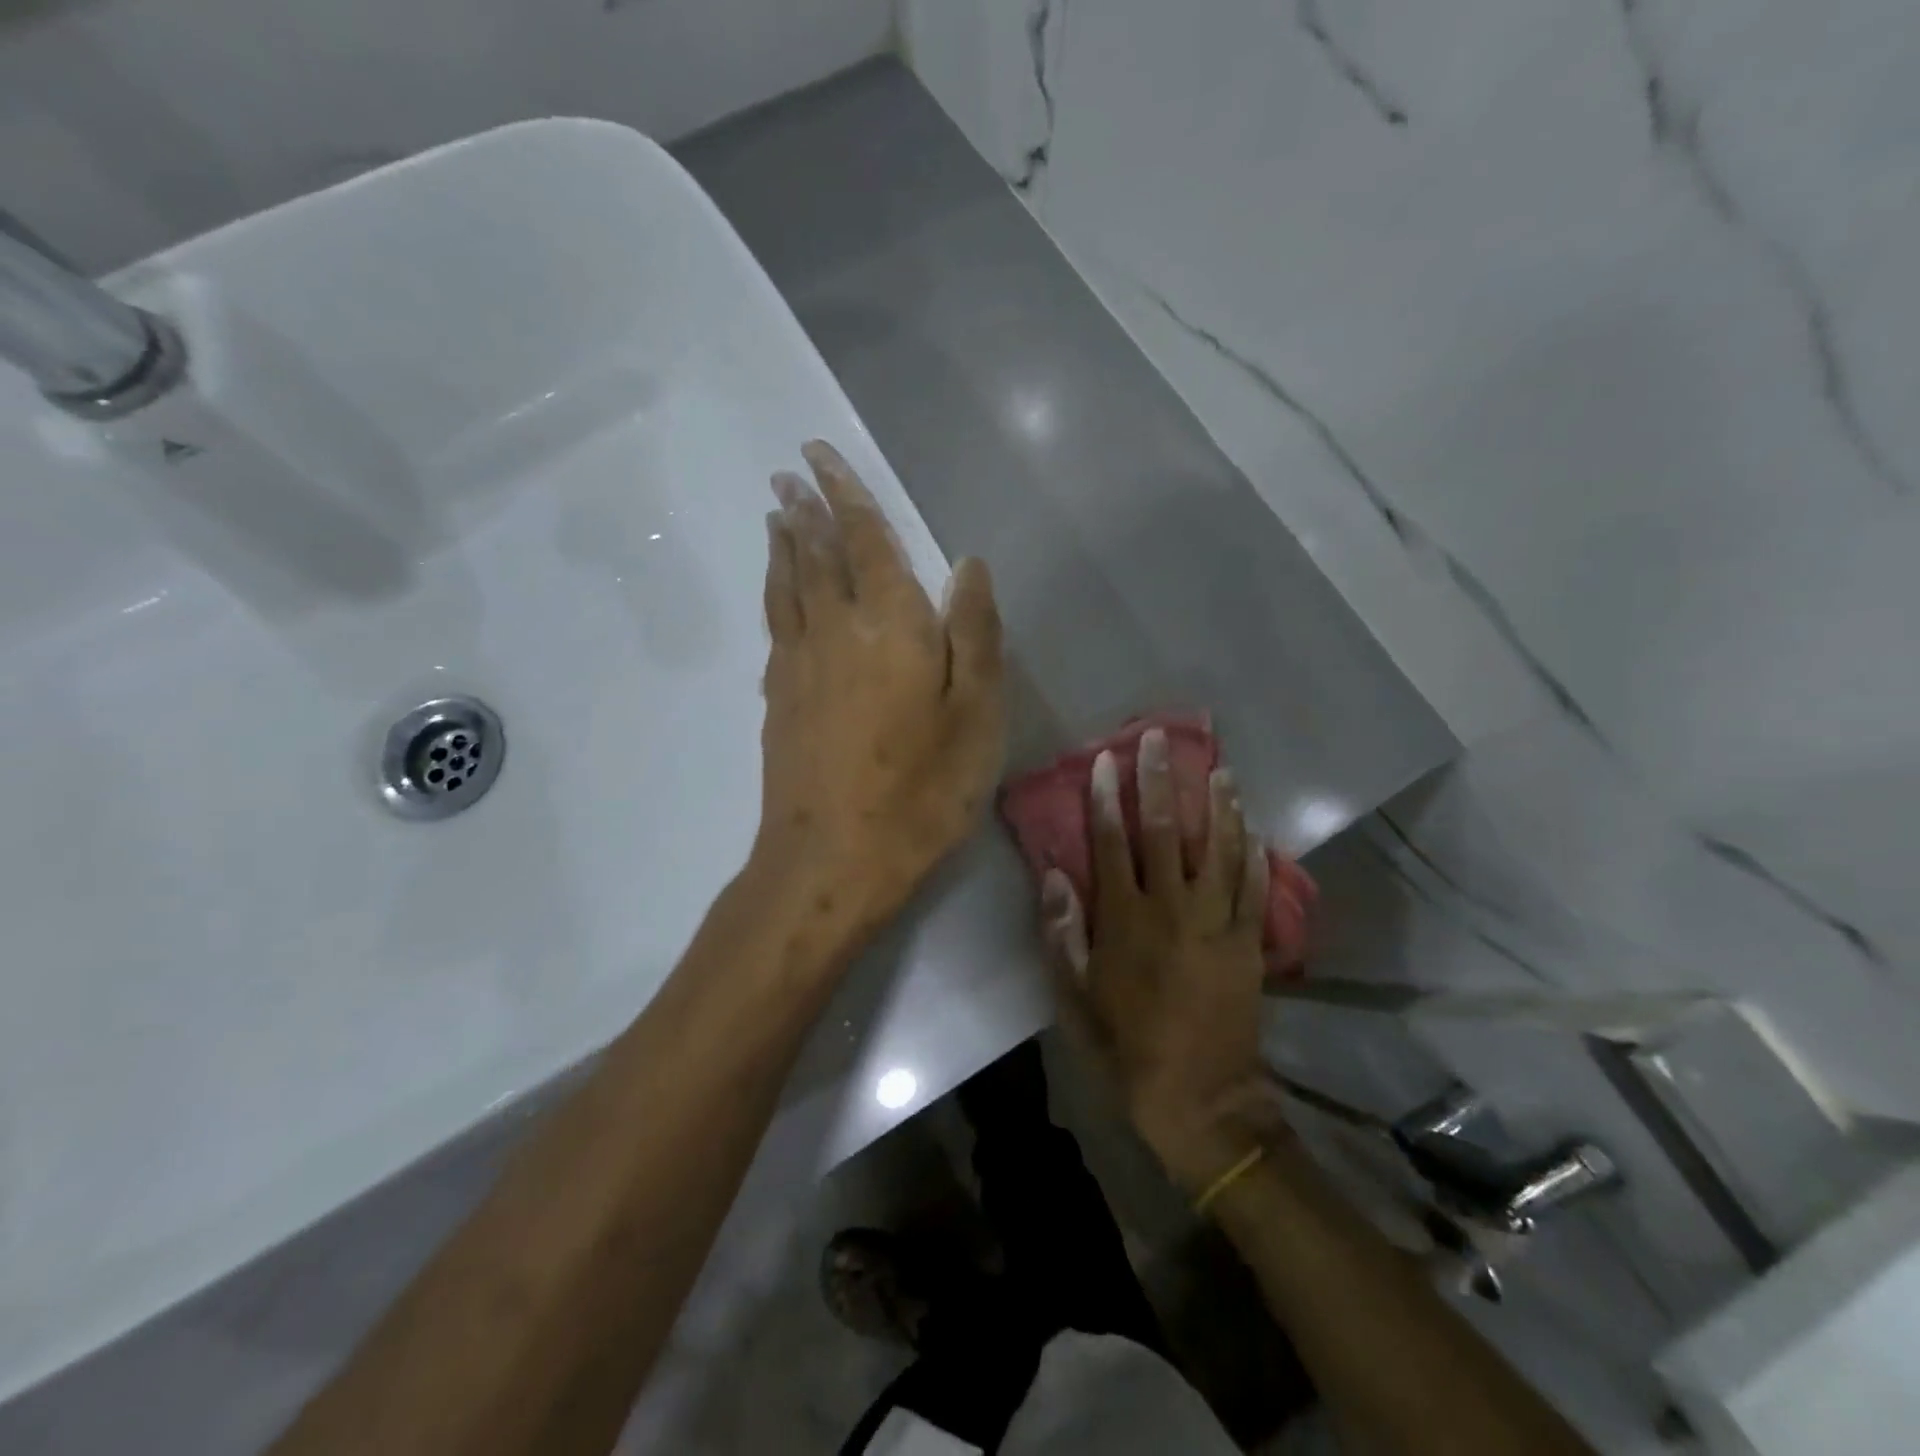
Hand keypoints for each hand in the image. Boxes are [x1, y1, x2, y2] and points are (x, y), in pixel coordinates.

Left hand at [756, 440, 1004, 942]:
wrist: (832, 859)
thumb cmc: (921, 791)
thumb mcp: (977, 716)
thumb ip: (973, 633)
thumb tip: (966, 564)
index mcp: (890, 625)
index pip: (865, 540)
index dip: (845, 493)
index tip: (818, 455)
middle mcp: (835, 629)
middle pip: (816, 554)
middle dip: (805, 508)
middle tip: (788, 473)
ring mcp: (798, 664)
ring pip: (788, 586)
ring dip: (784, 544)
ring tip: (777, 514)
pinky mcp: (778, 699)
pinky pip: (775, 624)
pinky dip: (775, 592)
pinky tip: (778, 593)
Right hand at [1044, 727, 1287, 1191]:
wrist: (1200, 1099)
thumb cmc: (1125, 1045)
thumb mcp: (1075, 997)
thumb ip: (1063, 932)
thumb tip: (1054, 873)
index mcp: (1125, 920)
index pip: (1113, 843)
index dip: (1108, 798)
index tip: (1107, 760)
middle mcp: (1172, 909)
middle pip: (1167, 832)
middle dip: (1161, 781)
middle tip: (1161, 739)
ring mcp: (1217, 924)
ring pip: (1219, 850)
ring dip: (1218, 806)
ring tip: (1220, 769)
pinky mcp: (1248, 944)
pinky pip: (1254, 889)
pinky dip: (1254, 855)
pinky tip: (1255, 827)